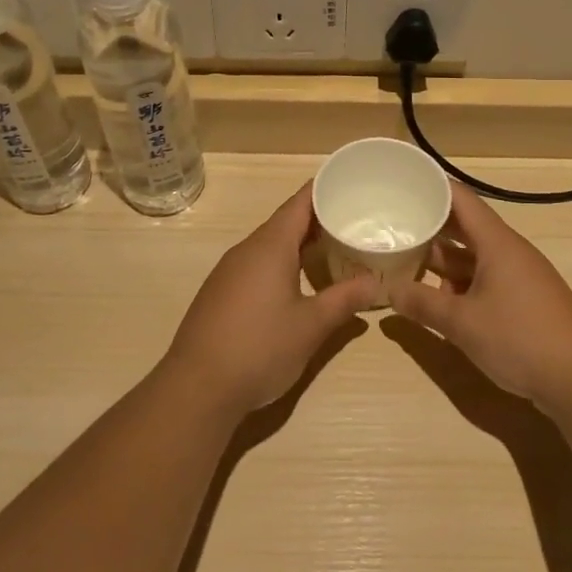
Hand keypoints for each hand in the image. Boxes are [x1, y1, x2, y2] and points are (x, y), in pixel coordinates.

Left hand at [164, 183, 380, 414]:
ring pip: (269, 245)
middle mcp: (246, 250)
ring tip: (332, 250)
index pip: (300, 203)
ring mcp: (229, 271)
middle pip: (285, 222)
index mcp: (270, 246)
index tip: (349, 183)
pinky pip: (256, 264)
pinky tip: (296, 282)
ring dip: (299, 243)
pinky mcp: (220, 293)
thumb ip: (344, 300)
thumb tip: (374, 283)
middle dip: (317, 219)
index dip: (324, 190)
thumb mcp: (311, 326)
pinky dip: (281, 263)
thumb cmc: (260, 348)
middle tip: (353, 220)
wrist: (197, 387)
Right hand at [388, 181, 571, 409]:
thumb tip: (390, 291)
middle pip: (464, 227)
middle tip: (392, 224)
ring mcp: (519, 277)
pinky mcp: (524, 301)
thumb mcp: (462, 323)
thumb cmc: (520, 338)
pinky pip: (484, 280)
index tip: (402, 183)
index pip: (460, 199)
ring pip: (473, 257)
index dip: (432, 187)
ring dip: (442, 261)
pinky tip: (437, 299)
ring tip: (404, 262)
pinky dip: (459, 284)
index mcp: (496, 243)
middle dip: (430, 227)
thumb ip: (423, 304)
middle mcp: (508, 252)